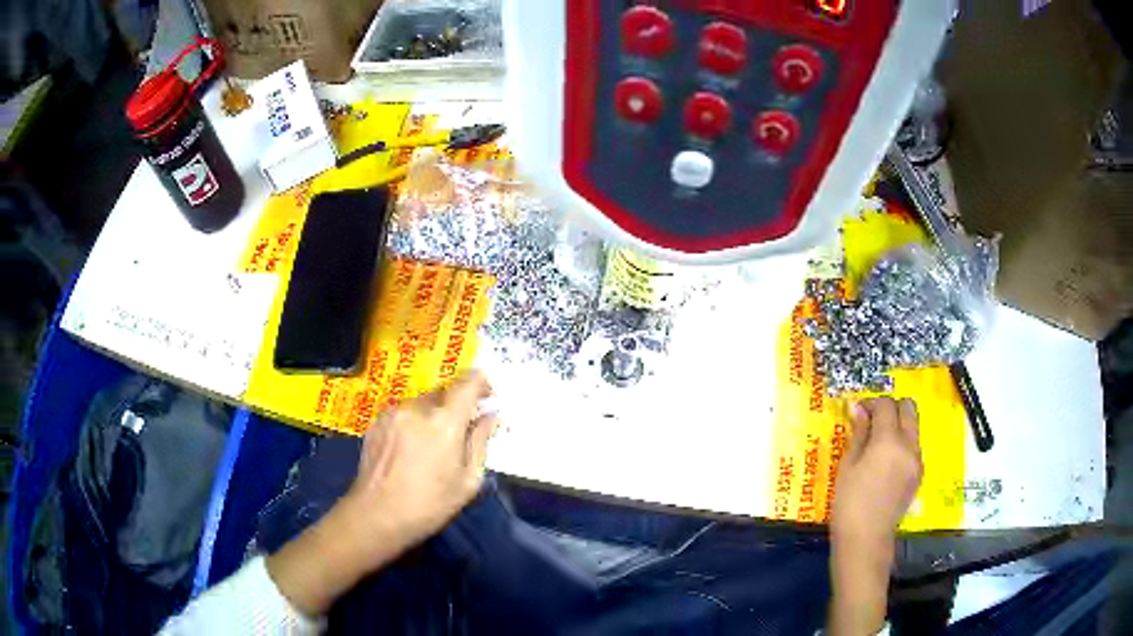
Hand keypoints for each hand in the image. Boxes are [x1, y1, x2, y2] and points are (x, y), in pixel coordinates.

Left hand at [338, 369, 498, 562]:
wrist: (376, 515)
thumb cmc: (429, 505)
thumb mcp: (467, 481)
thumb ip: (480, 442)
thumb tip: (490, 416)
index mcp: (444, 422)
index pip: (467, 384)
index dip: (481, 382)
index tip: (487, 395)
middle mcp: (417, 408)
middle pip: (443, 392)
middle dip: (455, 405)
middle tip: (460, 431)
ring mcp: (393, 413)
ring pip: (421, 403)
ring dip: (432, 415)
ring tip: (431, 445)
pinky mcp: (376, 422)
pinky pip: (402, 413)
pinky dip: (412, 422)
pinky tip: (409, 449)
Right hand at [828, 397, 922, 635]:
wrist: (865, 539)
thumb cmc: (849, 503)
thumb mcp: (847, 466)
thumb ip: (858, 434)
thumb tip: (859, 408)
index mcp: (889, 441)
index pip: (886, 405)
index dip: (871, 403)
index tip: (857, 411)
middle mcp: (909, 445)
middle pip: (908, 408)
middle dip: (891, 407)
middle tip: (872, 420)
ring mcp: (917, 460)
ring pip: (914, 426)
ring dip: (898, 425)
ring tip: (878, 441)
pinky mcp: (919, 474)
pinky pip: (914, 446)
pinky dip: (903, 443)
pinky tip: (886, 461)